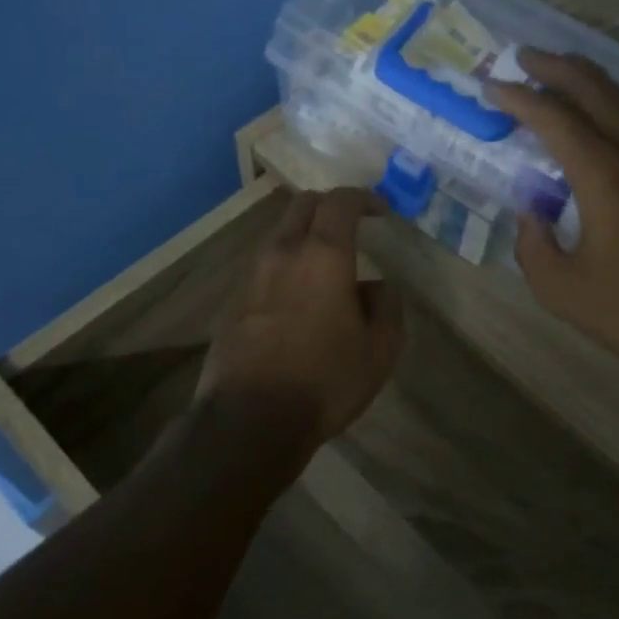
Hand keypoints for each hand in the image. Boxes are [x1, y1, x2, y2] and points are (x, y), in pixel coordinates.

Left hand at [199, 187, 405, 458]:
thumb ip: (386, 306)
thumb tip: (375, 286)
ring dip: (304, 236)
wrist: (249, 420)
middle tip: (352, 225)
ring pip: (279, 234)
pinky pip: (264, 267)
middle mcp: (282, 253)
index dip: (364, 197)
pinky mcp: (232, 302)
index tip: (381, 210)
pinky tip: (297, 299)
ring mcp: (251, 276)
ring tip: (326, 266)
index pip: (341, 201)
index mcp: (323, 256)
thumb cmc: (325, 380)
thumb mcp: (380, 349)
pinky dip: (285, 266)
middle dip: (330, 206)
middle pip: (303, 205)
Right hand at [486, 50, 618, 383]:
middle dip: (554, 66)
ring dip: (588, 79)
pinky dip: (615, 102)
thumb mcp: (561, 289)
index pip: (554, 116)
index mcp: (605, 175)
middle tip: (522, 57)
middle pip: (594, 88)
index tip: (491, 86)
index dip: (518, 97)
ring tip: (558, 73)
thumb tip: (531, 213)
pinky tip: (605, 113)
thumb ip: (532, 244)